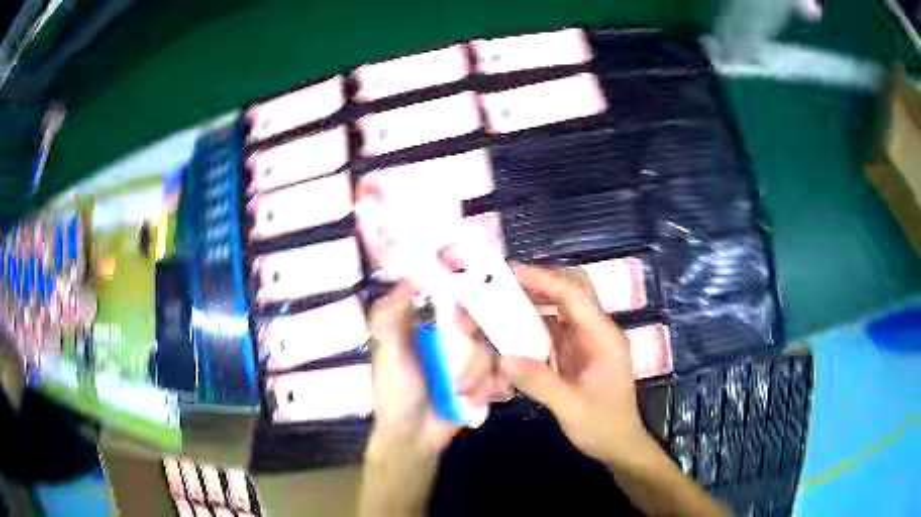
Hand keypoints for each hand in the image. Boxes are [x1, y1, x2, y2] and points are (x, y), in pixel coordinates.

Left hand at [360, 281, 510, 515]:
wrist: (415, 438)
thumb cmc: (396, 393)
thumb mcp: (388, 354)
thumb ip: (391, 317)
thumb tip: (412, 275)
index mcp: (428, 323)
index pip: (455, 296)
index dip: (467, 297)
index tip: (469, 315)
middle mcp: (451, 335)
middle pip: (481, 323)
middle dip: (476, 351)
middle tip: (466, 366)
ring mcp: (470, 358)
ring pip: (492, 350)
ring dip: (481, 374)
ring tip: (465, 394)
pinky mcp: (484, 378)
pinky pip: (502, 370)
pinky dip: (494, 385)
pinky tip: (485, 398)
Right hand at [500, 264, 649, 465]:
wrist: (619, 446)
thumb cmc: (604, 427)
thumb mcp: (572, 408)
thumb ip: (540, 382)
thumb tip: (503, 357)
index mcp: (603, 337)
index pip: (574, 295)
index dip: (542, 279)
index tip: (509, 273)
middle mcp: (594, 333)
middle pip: (567, 293)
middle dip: (534, 286)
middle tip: (499, 288)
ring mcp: (583, 343)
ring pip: (554, 311)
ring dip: (527, 308)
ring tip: (495, 309)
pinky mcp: (572, 356)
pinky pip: (548, 333)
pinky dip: (527, 332)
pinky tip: (506, 338)